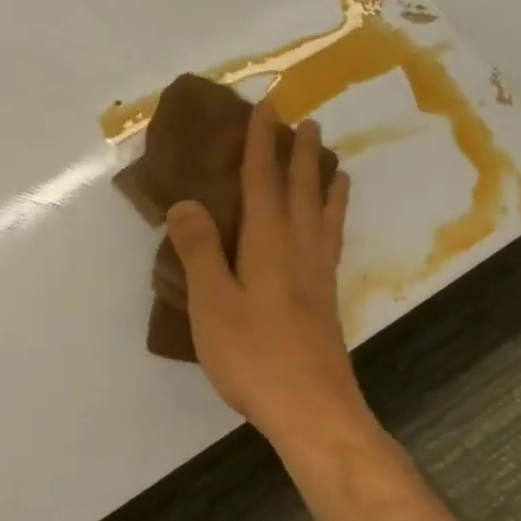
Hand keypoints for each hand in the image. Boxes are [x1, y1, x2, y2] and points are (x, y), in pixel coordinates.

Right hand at [164, 101, 369, 443]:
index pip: (263, 183)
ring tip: (334, 163)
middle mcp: (299, 252)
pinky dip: (334, 221)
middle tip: (306, 122)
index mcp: (269, 246)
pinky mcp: (324, 302)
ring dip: (324, 184)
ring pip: (323, 217)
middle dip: (299, 155)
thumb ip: (200, 250)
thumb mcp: (213, 303)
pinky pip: (331, 243)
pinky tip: (330, 230)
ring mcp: (317, 278)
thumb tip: (187, 202)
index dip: (262, 145)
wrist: (312, 412)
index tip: (267, 107)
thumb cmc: (254, 356)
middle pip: (301, 193)